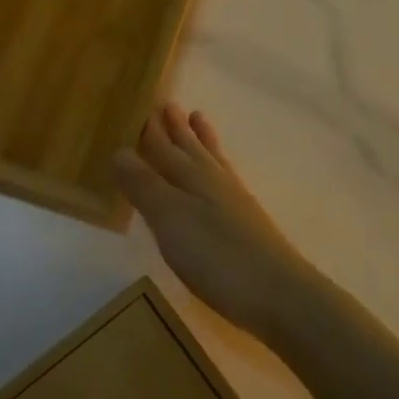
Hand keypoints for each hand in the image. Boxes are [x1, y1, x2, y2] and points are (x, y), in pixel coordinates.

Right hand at [114, 104, 317, 339]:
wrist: (278, 294)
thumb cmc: (217, 255)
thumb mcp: (170, 219)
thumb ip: (145, 185)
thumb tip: (120, 149)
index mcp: (191, 175)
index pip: (164, 145)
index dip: (151, 129)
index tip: (142, 105)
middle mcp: (213, 180)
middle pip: (190, 147)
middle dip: (177, 128)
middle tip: (169, 104)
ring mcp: (234, 201)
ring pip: (211, 159)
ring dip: (200, 140)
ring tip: (197, 118)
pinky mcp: (246, 223)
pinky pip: (223, 179)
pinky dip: (216, 166)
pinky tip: (218, 176)